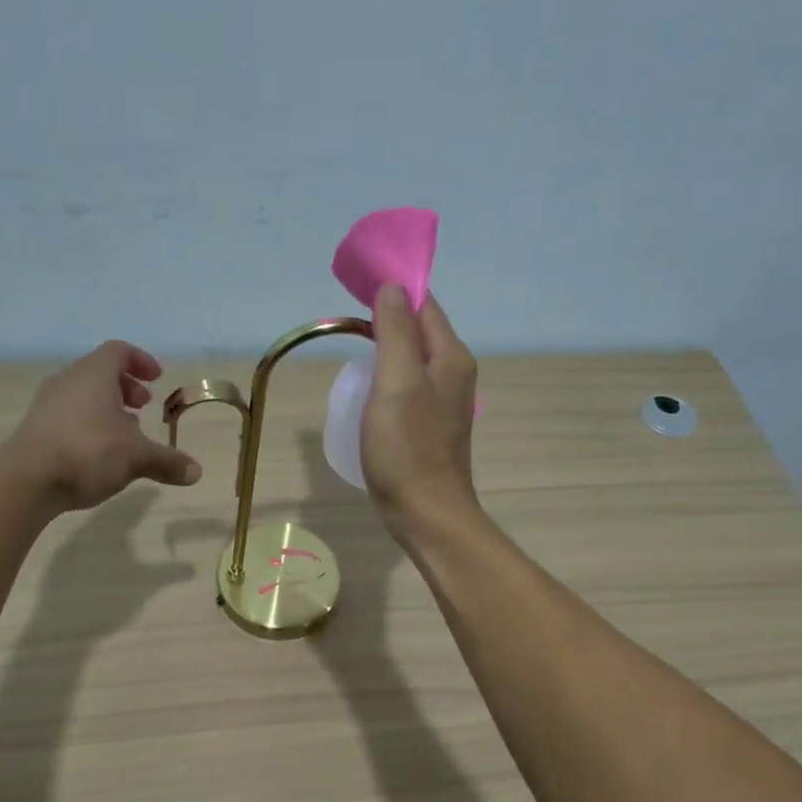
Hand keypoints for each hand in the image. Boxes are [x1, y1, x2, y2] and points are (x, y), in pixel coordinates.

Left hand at [4, 341, 201, 511]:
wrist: (27, 480)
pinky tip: (100, 453)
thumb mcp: (137, 457)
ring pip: (83, 395)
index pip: (118, 351)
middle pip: (99, 372)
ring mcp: (47, 404)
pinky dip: (89, 424)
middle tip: (143, 406)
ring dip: (107, 408)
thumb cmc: (88, 452)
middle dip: (125, 387)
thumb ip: (167, 462)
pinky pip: (68, 415)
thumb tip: (197, 472)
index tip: (157, 379)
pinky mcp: (36, 428)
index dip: (140, 361)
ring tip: (125, 434)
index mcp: (93, 374)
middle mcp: (68, 381)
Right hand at [362, 287, 478, 538]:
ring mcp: (444, 402)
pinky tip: (369, 392)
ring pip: (413, 360)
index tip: (357, 289)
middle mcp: (454, 373)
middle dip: (387, 319)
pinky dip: (388, 379)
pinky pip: (408, 387)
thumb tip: (392, 287)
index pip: (424, 305)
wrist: (426, 513)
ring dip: (386, 350)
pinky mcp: (430, 426)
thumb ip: (394, 331)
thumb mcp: (396, 383)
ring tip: (353, 352)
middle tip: (348, 322)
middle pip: (420, 331)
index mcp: (450, 357)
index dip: (394, 292)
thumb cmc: (408, 449)